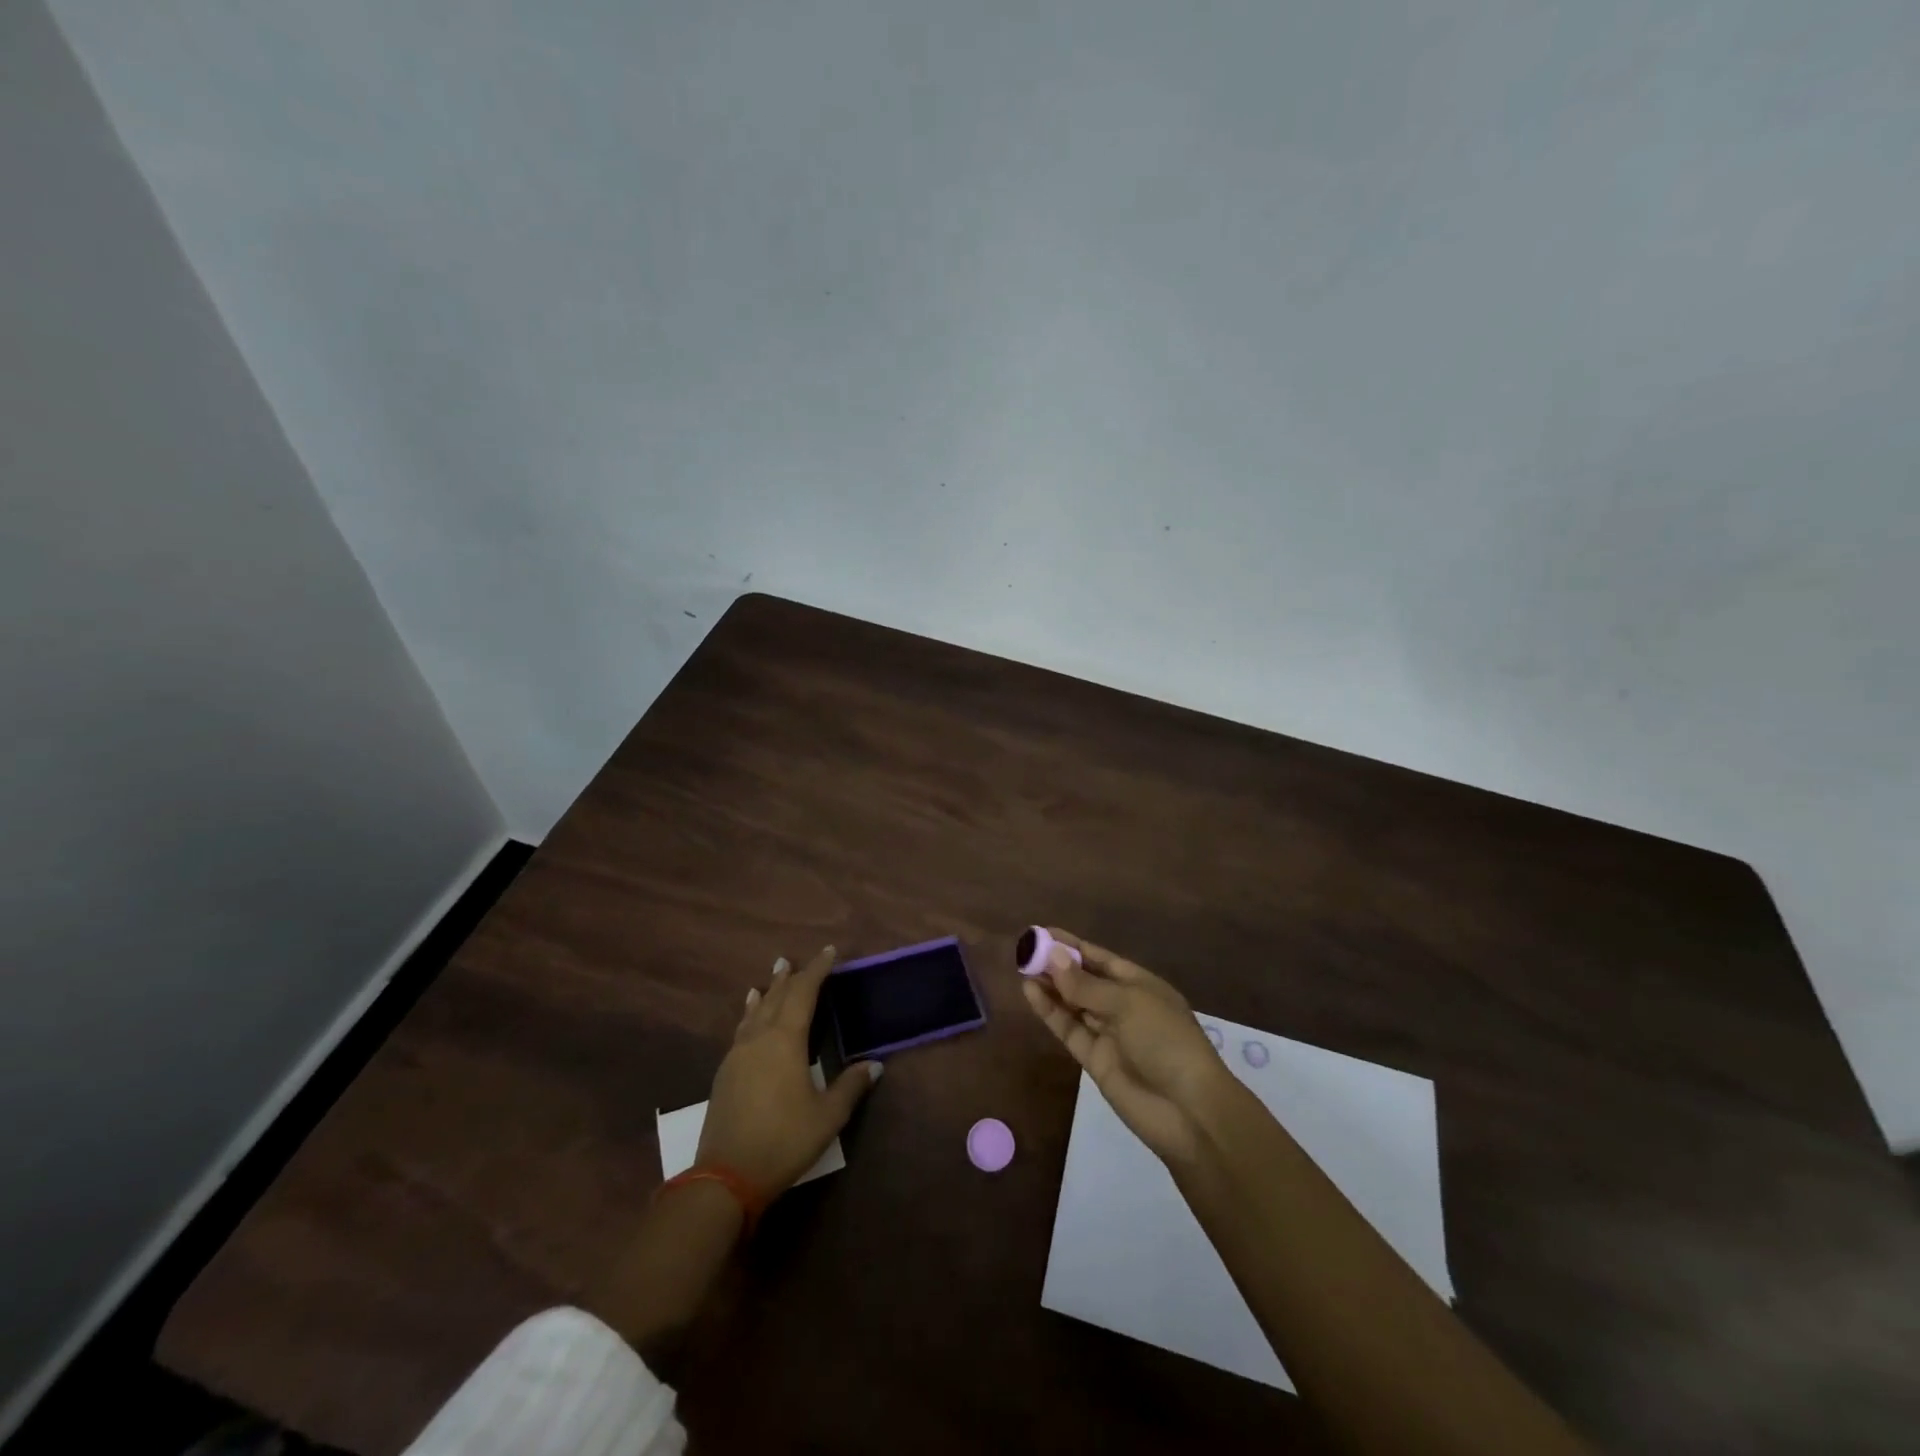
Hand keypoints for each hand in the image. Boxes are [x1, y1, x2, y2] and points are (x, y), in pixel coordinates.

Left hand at [697, 945, 882, 1197]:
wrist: (725, 1176)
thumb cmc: (783, 1140)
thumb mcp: (827, 1116)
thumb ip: (850, 1086)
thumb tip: (875, 1064)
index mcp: (785, 1040)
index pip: (804, 993)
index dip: (817, 971)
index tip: (828, 952)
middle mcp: (759, 1038)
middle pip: (776, 997)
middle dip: (790, 977)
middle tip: (798, 960)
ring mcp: (738, 1054)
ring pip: (755, 1011)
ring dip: (767, 991)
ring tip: (773, 974)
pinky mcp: (725, 1073)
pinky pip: (742, 1029)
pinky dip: (750, 1013)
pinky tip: (749, 1017)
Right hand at [1023, 928, 1235, 1165]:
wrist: (1188, 1111)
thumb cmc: (1166, 1041)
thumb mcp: (1128, 1003)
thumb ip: (1086, 985)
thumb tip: (1052, 956)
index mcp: (1141, 985)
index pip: (1101, 959)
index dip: (1073, 946)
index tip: (1043, 933)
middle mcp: (1123, 1006)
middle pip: (1084, 980)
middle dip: (1057, 965)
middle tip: (1025, 950)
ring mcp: (1108, 1034)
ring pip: (1073, 1004)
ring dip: (1050, 986)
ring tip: (1022, 968)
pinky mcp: (1094, 1060)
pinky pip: (1068, 1029)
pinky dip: (1050, 1012)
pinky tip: (1031, 993)